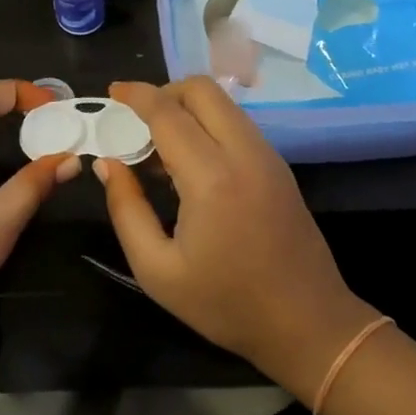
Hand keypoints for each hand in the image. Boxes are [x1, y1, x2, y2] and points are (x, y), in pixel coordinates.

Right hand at [95, 78, 376, 401]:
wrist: (307, 324)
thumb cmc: (226, 304)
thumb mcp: (157, 270)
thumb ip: (126, 209)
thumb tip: (108, 164)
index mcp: (212, 177)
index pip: (168, 113)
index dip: (136, 95)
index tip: (111, 92)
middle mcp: (244, 153)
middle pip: (202, 90)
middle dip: (164, 93)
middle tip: (135, 123)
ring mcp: (267, 156)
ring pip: (223, 104)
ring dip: (187, 109)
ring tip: (158, 148)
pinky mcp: (279, 167)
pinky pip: (237, 125)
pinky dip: (208, 125)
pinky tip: (190, 164)